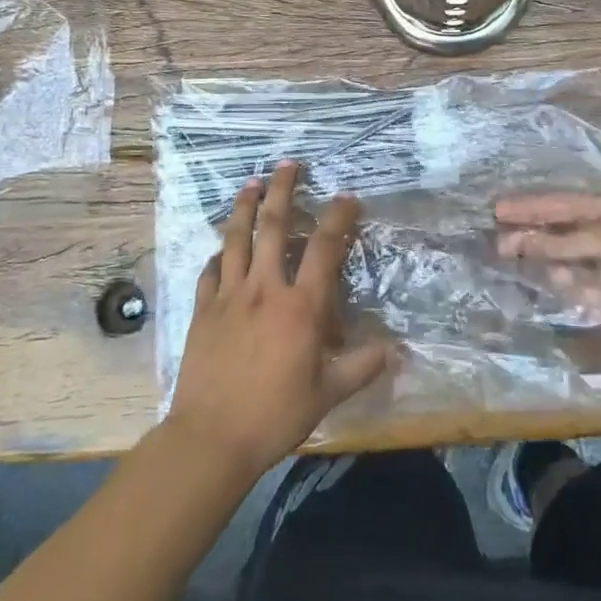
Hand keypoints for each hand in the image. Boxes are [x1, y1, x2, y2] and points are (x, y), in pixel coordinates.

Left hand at [167, 162, 391, 478]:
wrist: (212, 436)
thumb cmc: (275, 415)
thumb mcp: (327, 394)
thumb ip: (362, 367)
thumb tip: (397, 350)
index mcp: (300, 306)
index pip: (325, 249)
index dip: (339, 218)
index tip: (348, 197)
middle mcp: (265, 288)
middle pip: (274, 226)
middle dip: (283, 190)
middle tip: (288, 164)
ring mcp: (229, 295)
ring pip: (236, 237)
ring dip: (245, 206)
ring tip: (251, 183)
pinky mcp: (203, 308)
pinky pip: (210, 270)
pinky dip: (218, 253)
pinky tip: (220, 247)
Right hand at [495, 194, 600, 378]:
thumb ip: (568, 240)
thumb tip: (521, 240)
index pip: (566, 206)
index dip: (532, 207)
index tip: (498, 209)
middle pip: (561, 236)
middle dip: (529, 235)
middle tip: (493, 240)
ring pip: (564, 269)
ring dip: (539, 264)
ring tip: (505, 260)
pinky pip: (576, 301)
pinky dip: (558, 294)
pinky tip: (541, 288)